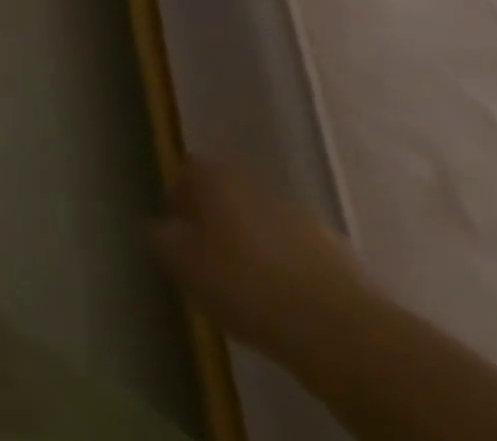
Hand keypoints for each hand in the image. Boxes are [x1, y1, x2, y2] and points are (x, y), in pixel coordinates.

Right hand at [150, 156, 370, 362]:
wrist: (340, 330)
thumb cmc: (246, 286)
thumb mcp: (186, 266)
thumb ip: (164, 239)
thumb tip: (157, 225)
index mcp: (217, 179)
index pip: (189, 167)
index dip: (179, 191)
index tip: (175, 222)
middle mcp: (256, 184)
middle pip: (228, 190)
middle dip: (216, 214)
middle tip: (206, 250)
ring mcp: (299, 214)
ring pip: (262, 218)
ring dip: (251, 239)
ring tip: (244, 279)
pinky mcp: (334, 250)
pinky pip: (294, 248)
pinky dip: (284, 263)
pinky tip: (280, 296)